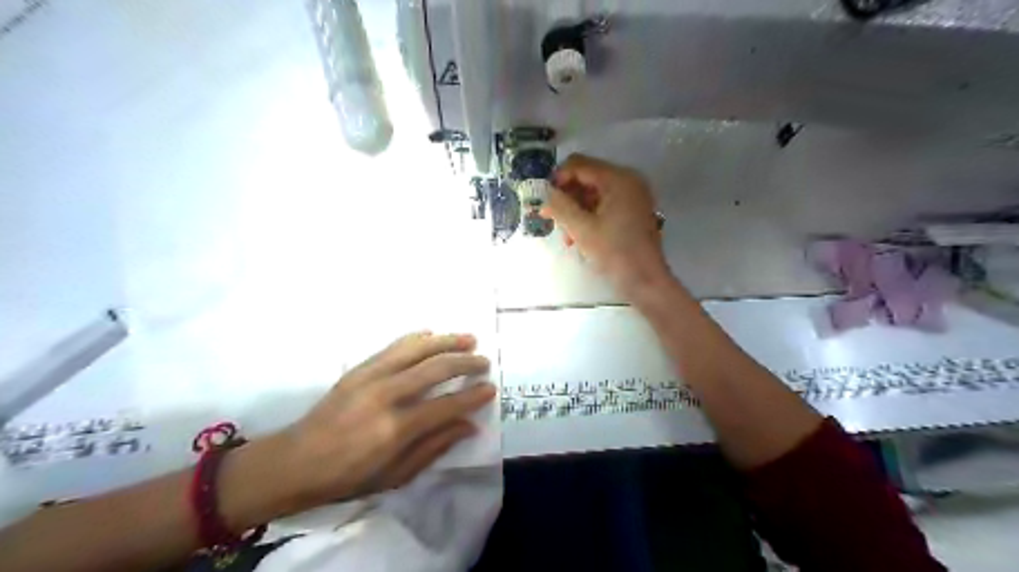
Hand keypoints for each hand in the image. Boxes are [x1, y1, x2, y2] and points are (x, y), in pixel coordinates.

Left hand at [277, 333, 490, 506]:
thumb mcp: (396, 475)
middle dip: (466, 362)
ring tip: (468, 338)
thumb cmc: (348, 477)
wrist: (295, 461)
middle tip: (484, 361)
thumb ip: (435, 447)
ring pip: (417, 348)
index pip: (446, 405)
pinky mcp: (359, 368)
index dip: (472, 396)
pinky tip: (431, 334)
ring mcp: (370, 376)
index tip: (490, 388)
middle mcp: (386, 395)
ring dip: (447, 341)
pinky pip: (394, 346)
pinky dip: (417, 338)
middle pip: (435, 368)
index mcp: (396, 428)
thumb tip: (468, 425)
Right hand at [541, 155, 668, 296]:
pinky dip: (589, 217)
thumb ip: (560, 206)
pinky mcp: (633, 211)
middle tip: (551, 219)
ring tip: (566, 235)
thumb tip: (544, 193)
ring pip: (593, 194)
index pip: (579, 164)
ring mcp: (632, 196)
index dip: (557, 179)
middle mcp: (628, 181)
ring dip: (575, 211)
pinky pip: (604, 205)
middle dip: (567, 198)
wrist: (646, 282)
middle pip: (586, 178)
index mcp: (618, 179)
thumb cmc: (615, 253)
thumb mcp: (582, 229)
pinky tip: (578, 238)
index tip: (544, 200)